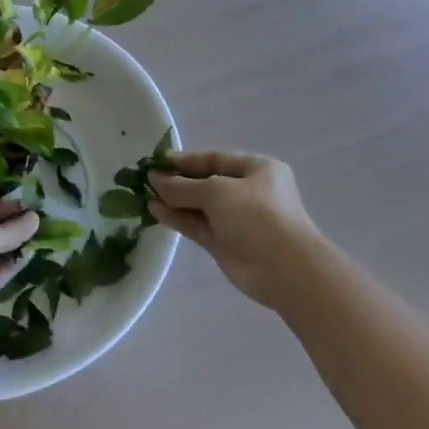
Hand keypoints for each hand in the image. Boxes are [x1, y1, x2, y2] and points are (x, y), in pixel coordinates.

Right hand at [149, 151, 322, 308]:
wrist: (284, 269)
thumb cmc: (257, 215)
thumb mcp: (218, 191)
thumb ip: (183, 186)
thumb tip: (155, 179)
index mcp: (257, 169)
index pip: (215, 159)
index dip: (186, 160)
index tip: (157, 161)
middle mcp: (248, 192)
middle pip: (206, 183)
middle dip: (178, 181)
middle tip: (146, 179)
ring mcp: (237, 220)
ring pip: (200, 206)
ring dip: (174, 201)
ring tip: (144, 195)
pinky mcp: (226, 244)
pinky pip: (198, 226)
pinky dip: (178, 219)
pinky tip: (155, 211)